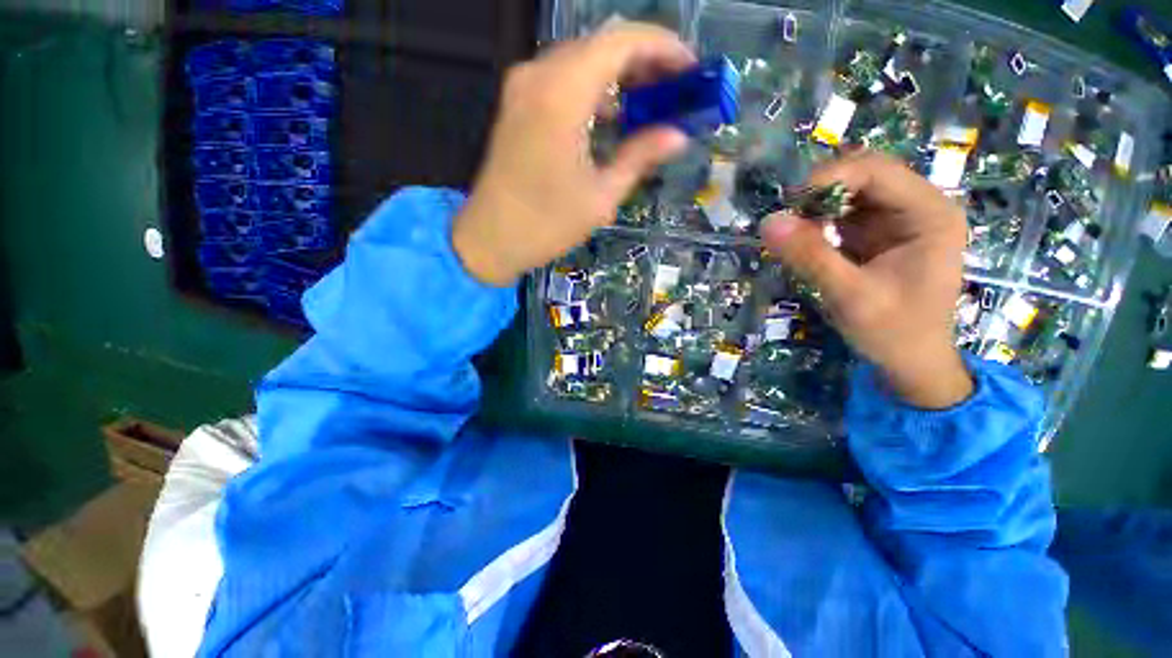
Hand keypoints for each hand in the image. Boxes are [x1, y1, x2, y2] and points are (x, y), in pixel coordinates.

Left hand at [453, 23, 693, 285]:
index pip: (621, 41)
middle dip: (644, 60)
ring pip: (581, 59)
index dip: (663, 48)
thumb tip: (678, 136)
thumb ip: (639, 157)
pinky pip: (562, 79)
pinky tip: (612, 114)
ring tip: (650, 101)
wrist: (490, 239)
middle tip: (674, 90)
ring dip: (618, 74)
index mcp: (562, 94)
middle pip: (601, 44)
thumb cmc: (547, 225)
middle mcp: (538, 75)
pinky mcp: (516, 103)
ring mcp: (522, 87)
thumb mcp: (601, 196)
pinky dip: (593, 88)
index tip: (690, 70)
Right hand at [762, 152, 972, 408]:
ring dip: (817, 208)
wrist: (911, 362)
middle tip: (787, 220)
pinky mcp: (878, 235)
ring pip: (851, 193)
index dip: (830, 178)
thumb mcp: (850, 295)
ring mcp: (898, 220)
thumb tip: (767, 221)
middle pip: (864, 175)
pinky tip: (805, 241)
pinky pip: (844, 214)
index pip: (877, 171)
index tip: (789, 205)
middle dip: (822, 192)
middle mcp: (918, 207)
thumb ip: (810, 257)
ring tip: (792, 233)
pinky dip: (819, 223)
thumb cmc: (893, 332)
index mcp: (930, 214)